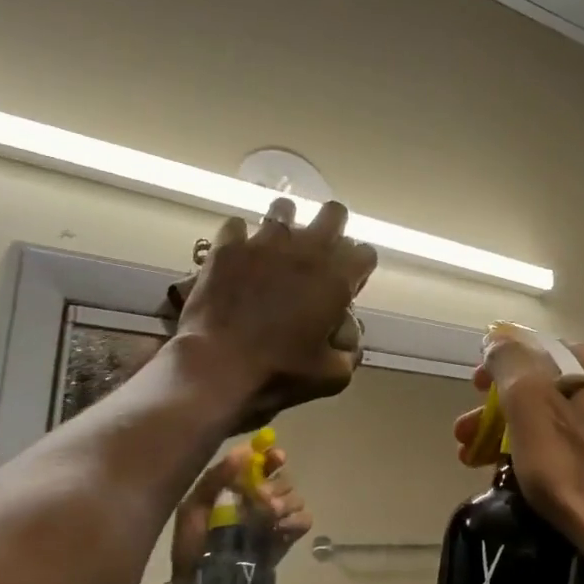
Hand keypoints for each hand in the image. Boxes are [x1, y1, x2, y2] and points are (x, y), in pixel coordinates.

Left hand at [170, 441, 312, 580]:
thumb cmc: (192, 546)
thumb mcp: (193, 508)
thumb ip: (215, 479)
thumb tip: (244, 451)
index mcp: (237, 487)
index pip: (264, 462)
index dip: (272, 457)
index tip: (276, 458)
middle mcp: (259, 499)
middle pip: (284, 479)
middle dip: (277, 485)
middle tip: (263, 498)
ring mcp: (275, 520)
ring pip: (296, 498)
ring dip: (286, 503)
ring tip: (271, 516)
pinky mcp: (286, 539)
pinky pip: (304, 520)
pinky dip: (297, 521)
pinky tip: (282, 528)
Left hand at [174, 197, 376, 430]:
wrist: (217, 367)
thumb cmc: (280, 372)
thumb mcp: (331, 375)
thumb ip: (348, 351)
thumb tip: (348, 336)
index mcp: (337, 279)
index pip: (365, 252)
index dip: (358, 267)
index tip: (346, 285)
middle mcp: (307, 250)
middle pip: (334, 213)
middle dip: (332, 228)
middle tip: (319, 254)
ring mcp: (265, 243)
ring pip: (284, 207)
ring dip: (286, 224)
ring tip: (277, 247)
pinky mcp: (228, 247)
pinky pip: (236, 225)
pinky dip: (239, 239)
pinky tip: (237, 257)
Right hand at [453, 326, 583, 583]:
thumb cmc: (581, 473)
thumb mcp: (533, 409)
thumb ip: (510, 366)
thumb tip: (497, 339)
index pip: (539, 350)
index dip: (499, 368)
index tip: (472, 393)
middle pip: (545, 387)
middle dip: (500, 410)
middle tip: (465, 435)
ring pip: (557, 420)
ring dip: (514, 435)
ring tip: (477, 463)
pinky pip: (574, 448)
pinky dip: (542, 456)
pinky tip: (518, 481)